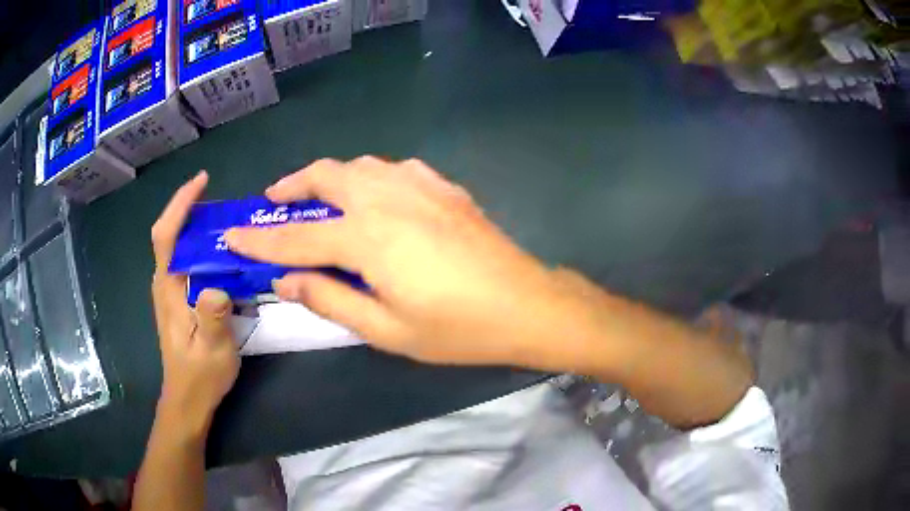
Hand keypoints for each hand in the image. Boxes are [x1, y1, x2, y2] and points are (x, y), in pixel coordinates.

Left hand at [151, 172, 239, 437]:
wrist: (188, 399)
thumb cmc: (199, 376)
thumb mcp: (212, 350)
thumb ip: (212, 318)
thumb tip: (217, 286)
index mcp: (168, 289)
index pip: (166, 235)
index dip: (180, 204)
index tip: (202, 182)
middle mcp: (165, 283)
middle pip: (171, 234)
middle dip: (191, 209)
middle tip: (223, 202)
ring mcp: (171, 291)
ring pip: (179, 246)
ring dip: (197, 226)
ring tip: (227, 221)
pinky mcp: (180, 299)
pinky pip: (188, 261)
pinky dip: (202, 247)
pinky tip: (223, 253)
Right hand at [224, 157, 567, 365]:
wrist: (525, 305)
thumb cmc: (456, 328)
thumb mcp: (386, 329)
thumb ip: (330, 299)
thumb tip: (285, 281)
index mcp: (368, 237)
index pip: (297, 236)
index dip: (260, 240)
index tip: (232, 236)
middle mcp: (388, 198)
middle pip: (328, 175)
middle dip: (293, 185)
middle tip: (273, 200)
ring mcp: (420, 186)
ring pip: (361, 164)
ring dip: (331, 175)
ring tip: (317, 195)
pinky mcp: (444, 187)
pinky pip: (395, 169)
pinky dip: (372, 175)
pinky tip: (374, 194)